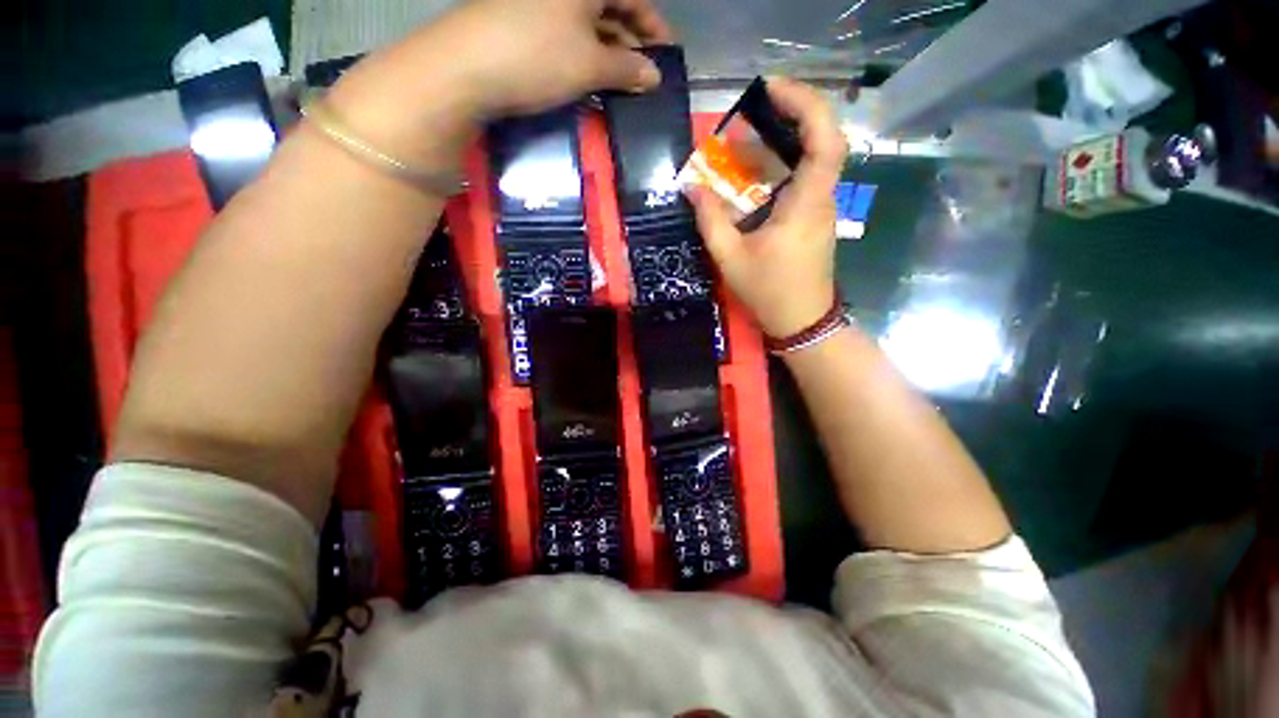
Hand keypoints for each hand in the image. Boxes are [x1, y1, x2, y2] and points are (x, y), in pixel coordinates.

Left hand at [452, 0, 673, 115]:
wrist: (466, 67)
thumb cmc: (538, 56)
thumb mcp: (590, 65)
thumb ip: (627, 69)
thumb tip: (654, 76)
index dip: (653, 26)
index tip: (666, 55)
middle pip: (609, 7)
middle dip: (632, 41)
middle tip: (644, 76)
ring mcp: (540, 2)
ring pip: (587, 23)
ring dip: (609, 52)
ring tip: (622, 84)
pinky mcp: (523, 20)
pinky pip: (565, 33)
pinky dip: (583, 55)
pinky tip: (591, 78)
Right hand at [687, 78, 848, 338]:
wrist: (802, 322)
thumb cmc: (769, 292)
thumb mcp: (731, 258)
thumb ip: (711, 221)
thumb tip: (692, 188)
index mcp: (806, 204)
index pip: (825, 139)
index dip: (805, 105)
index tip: (771, 90)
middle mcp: (822, 198)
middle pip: (822, 139)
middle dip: (792, 113)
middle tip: (755, 107)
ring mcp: (822, 208)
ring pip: (814, 158)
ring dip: (784, 140)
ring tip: (748, 137)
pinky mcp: (815, 218)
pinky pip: (804, 179)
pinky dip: (782, 165)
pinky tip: (756, 173)